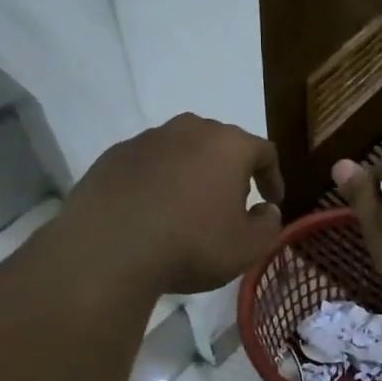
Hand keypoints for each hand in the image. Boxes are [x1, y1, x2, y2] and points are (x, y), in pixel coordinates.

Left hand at [59, 114, 284, 294]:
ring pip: (182, 150)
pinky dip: (158, 181)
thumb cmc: (191, 245)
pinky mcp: (114, 155)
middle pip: (220, 143)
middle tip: (232, 202)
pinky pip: (148, 164)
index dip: (272, 177)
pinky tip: (152, 211)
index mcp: (228, 145)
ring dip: (192, 173)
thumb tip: (266, 210)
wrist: (108, 250)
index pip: (264, 151)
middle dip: (231, 170)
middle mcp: (189, 130)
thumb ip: (268, 225)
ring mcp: (147, 139)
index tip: (271, 201)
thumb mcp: (247, 248)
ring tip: (189, 208)